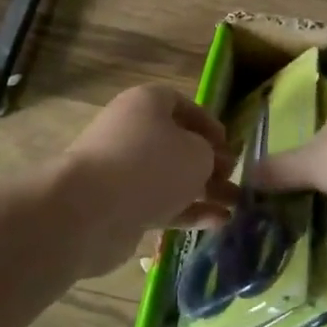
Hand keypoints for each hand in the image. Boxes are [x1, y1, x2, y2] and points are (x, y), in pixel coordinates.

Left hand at [62, 85, 239, 274]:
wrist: (90, 211)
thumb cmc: (150, 165)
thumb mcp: (197, 153)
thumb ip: (209, 155)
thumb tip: (205, 163)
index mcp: (146, 103)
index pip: (182, 105)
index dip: (209, 124)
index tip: (230, 145)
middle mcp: (131, 131)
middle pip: (176, 143)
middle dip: (208, 162)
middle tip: (234, 178)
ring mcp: (123, 171)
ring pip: (170, 177)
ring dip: (203, 190)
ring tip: (236, 204)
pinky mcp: (120, 206)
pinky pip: (160, 204)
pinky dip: (188, 212)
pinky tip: (218, 223)